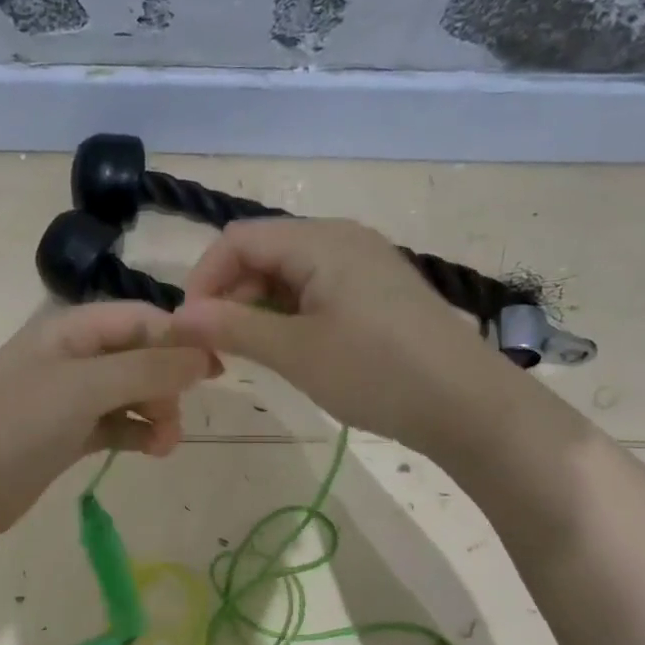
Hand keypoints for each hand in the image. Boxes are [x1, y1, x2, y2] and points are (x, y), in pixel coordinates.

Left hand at [0, 301, 216, 540]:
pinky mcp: (69, 435)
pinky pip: (117, 425)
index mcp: (73, 329)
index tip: (216, 371)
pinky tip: (151, 451)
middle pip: (142, 357)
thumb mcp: (85, 386)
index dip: (181, 340)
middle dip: (168, 384)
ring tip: (164, 445)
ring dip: (157, 413)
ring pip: (133, 394)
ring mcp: (71, 398)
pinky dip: (138, 434)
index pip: (143, 318)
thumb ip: (148, 368)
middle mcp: (75, 356)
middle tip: (176, 419)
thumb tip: (205, 357)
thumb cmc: (17, 422)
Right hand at [170, 218, 504, 448]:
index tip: (190, 330)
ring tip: (252, 355)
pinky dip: (291, 315)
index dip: (203, 280)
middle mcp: (341, 239)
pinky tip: (292, 351)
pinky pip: (317, 290)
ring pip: (289, 274)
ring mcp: (364, 264)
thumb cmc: (376, 373)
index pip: (237, 239)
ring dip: (259, 309)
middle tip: (219, 350)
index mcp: (320, 241)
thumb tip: (178, 317)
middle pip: (263, 252)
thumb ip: (232, 328)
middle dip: (230, 296)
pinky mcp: (378, 292)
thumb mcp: (295, 352)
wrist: (467, 405)